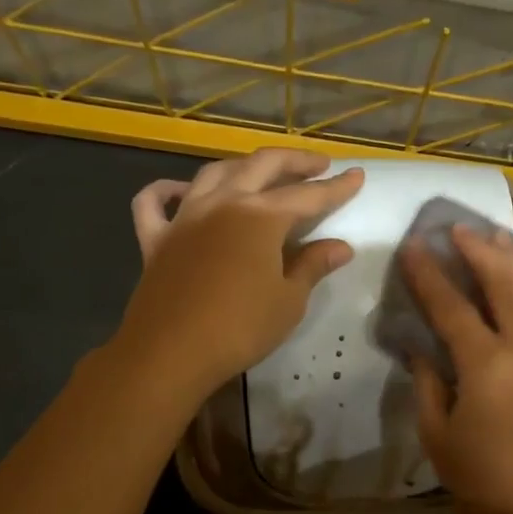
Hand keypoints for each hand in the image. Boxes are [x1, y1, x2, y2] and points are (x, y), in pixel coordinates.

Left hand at [120, 149, 363, 396]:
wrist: (171, 352)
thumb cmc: (240, 328)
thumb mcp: (288, 300)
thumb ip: (313, 266)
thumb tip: (341, 246)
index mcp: (261, 216)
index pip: (308, 195)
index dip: (337, 186)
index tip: (357, 174)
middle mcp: (223, 203)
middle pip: (262, 165)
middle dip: (295, 161)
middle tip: (318, 164)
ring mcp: (185, 217)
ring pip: (215, 172)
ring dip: (243, 166)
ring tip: (262, 173)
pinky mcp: (155, 238)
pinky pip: (155, 202)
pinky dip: (168, 190)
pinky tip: (181, 191)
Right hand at [403, 227, 512, 513]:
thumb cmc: (482, 484)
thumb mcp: (438, 435)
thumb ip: (427, 382)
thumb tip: (421, 346)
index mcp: (487, 365)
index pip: (452, 305)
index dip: (429, 274)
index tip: (413, 245)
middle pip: (503, 282)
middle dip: (478, 250)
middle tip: (455, 227)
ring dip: (512, 259)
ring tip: (493, 237)